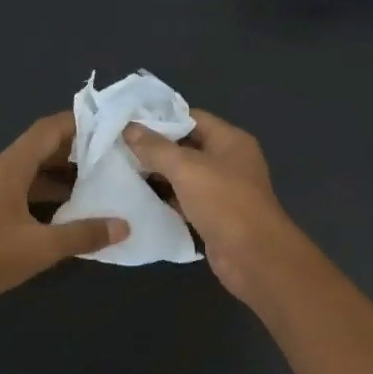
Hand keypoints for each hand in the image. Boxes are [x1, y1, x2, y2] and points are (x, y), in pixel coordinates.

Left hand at [0, 112, 127, 312]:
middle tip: (113, 157)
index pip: (48, 129)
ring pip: (33, 172)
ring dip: (63, 176)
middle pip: (42, 149)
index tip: (110, 126)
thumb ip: (83, 235)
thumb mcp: (41, 247)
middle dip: (77, 151)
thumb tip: (123, 225)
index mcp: (10, 168)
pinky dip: (48, 195)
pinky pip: (24, 192)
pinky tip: (69, 212)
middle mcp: (0, 172)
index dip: (79, 123)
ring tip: (99, 184)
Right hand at [124, 109, 297, 299]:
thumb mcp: (186, 168)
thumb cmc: (224, 202)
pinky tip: (139, 202)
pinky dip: (167, 201)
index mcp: (230, 140)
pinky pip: (186, 202)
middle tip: (119, 151)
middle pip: (187, 148)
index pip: (192, 118)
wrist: (252, 255)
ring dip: (158, 177)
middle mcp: (229, 161)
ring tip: (122, 174)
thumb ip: (156, 148)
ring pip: (185, 177)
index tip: (129, 124)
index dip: (161, 119)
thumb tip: (129, 128)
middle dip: (155, 150)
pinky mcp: (215, 217)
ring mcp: (223, 191)